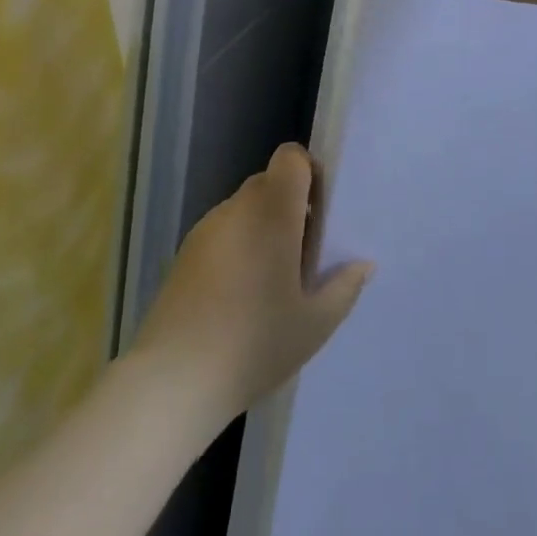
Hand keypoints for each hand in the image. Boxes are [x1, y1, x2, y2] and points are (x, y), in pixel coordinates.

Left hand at [131, 145, 372, 424]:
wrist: (174, 378)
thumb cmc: (254, 343)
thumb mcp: (314, 324)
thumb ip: (343, 287)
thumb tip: (362, 264)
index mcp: (271, 212)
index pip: (290, 157)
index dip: (309, 172)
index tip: (320, 212)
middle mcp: (237, 208)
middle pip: (269, 182)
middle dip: (291, 206)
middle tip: (304, 253)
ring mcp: (206, 228)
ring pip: (245, 208)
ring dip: (264, 227)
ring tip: (273, 280)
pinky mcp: (185, 252)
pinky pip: (224, 231)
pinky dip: (239, 246)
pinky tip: (241, 294)